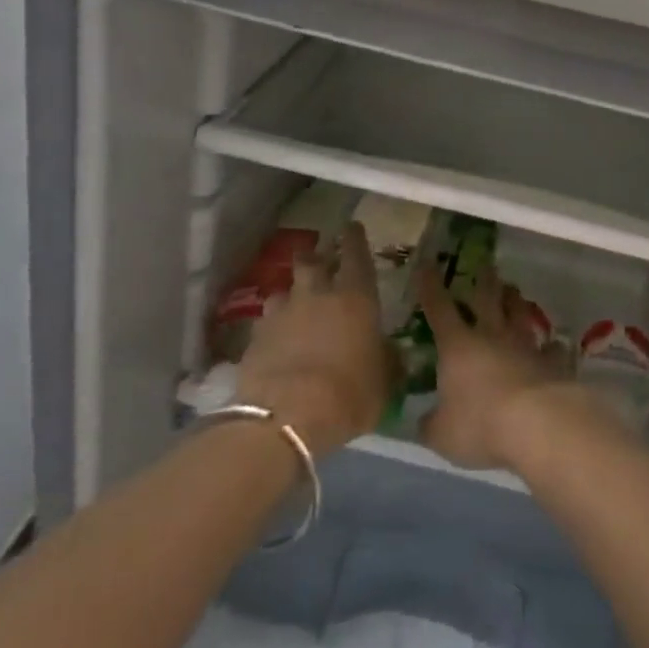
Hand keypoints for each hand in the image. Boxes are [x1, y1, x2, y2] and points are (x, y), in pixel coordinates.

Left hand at [236, 223, 392, 455]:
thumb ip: (388, 362)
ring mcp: (282, 314)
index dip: (355, 239)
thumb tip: (393, 355)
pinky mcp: (255, 338)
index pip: (356, 255)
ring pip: (284, 290)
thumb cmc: (348, 395)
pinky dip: (273, 327)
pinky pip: (266, 322)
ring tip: (295, 307)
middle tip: (320, 263)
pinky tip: (276, 341)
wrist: (285, 420)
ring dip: (292, 294)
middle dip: (315, 259)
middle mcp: (317, 294)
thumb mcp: (383, 384)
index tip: (353, 227)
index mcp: (356, 297)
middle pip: (311, 262)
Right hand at [415, 253, 573, 471]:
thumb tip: (424, 421)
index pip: (439, 308)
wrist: (537, 424)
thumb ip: (431, 424)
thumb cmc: (480, 425)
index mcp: (458, 346)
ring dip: (516, 302)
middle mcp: (492, 336)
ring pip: (520, 315)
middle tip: (485, 264)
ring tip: (514, 291)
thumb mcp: (442, 434)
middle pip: (487, 299)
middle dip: (484, 280)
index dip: (430, 286)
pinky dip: (551, 346)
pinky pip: (552, 349)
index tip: (427, 264)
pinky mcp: (552, 362)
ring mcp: (525, 346)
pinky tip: (555, 344)